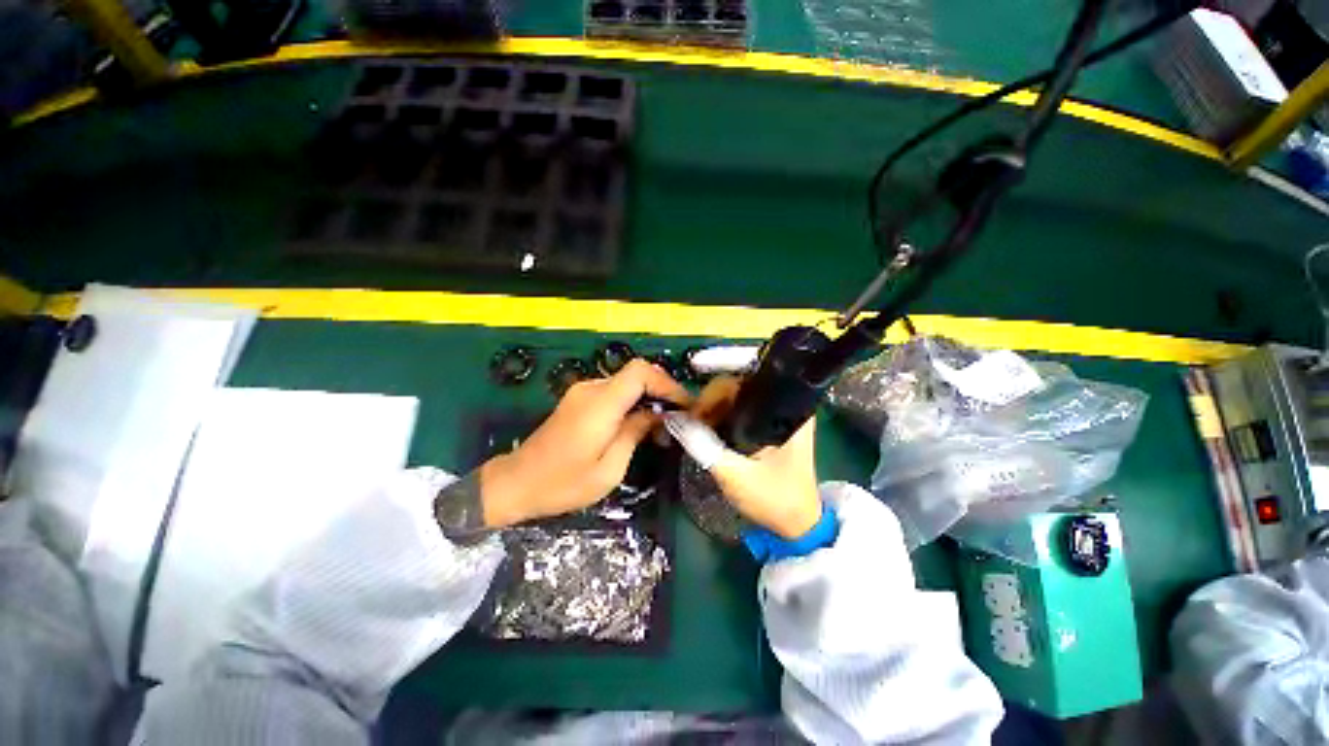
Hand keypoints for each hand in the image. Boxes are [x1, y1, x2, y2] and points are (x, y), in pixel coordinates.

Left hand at [480, 358, 690, 527]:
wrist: (517, 482)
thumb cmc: (563, 484)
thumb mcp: (609, 469)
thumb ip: (635, 433)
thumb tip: (658, 413)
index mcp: (599, 405)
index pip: (640, 372)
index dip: (666, 383)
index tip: (684, 405)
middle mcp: (591, 389)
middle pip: (636, 374)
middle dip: (662, 391)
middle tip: (679, 416)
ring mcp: (583, 392)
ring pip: (627, 382)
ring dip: (649, 397)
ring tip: (663, 423)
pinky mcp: (579, 399)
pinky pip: (614, 391)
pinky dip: (633, 401)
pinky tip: (640, 423)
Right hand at [692, 378, 823, 539]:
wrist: (796, 525)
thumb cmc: (775, 500)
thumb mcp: (736, 475)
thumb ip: (704, 446)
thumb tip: (674, 419)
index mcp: (789, 410)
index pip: (754, 372)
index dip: (725, 367)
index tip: (698, 377)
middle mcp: (784, 403)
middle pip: (740, 382)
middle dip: (711, 397)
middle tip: (693, 421)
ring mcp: (773, 414)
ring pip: (735, 394)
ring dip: (711, 407)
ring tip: (695, 427)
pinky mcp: (764, 424)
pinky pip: (736, 408)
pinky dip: (717, 415)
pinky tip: (704, 429)